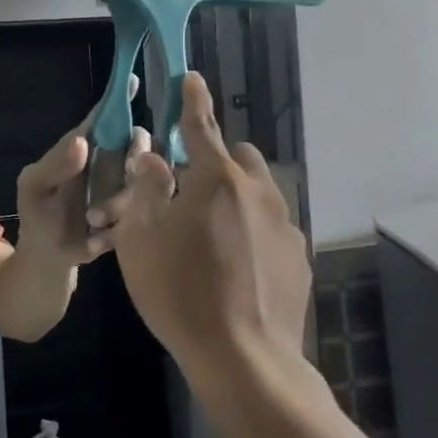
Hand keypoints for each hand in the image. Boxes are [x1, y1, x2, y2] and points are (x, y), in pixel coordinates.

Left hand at [15, 78, 153, 264]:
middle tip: (117, 181)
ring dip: (118, 203)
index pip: (104, 116)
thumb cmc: (38, 214)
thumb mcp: (34, 187)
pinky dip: (118, 227)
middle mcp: (110, 161)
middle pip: (138, 141)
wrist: (49, 258)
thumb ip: (54, 165)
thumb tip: (83, 141)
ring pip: (145, 179)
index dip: (118, 99)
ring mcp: (125, 187)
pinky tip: (96, 239)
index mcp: (83, 146)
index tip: (133, 80)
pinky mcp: (135, 215)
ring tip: (91, 223)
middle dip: (133, 159)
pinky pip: (144, 212)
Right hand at [110, 73, 311, 384]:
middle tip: (189, 188)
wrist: (245, 360)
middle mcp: (258, 193)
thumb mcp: (140, 239)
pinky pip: (272, 227)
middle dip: (217, 158)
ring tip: (211, 232)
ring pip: (259, 192)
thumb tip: (153, 158)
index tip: (192, 77)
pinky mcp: (297, 260)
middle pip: (240, 157)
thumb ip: (145, 189)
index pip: (201, 127)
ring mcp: (285, 227)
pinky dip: (252, 229)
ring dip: (236, 195)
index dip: (193, 100)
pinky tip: (235, 265)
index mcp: (216, 180)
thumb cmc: (180, 293)